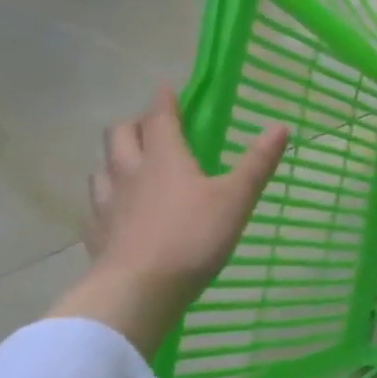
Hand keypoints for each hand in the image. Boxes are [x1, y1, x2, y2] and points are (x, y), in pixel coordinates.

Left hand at [45, 85, 290, 358]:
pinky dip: (106, 199)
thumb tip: (280, 126)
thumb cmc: (192, 236)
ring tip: (130, 167)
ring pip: (102, 169)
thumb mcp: (236, 197)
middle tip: (150, 126)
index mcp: (164, 158)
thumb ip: (257, 162)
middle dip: (134, 125)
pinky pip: (96, 207)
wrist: (138, 290)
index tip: (166, 87)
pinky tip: (117, 212)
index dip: (164, 101)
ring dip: (115, 160)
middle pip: (119, 136)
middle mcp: (130, 173)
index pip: (159, 118)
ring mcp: (107, 205)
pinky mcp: (96, 235)